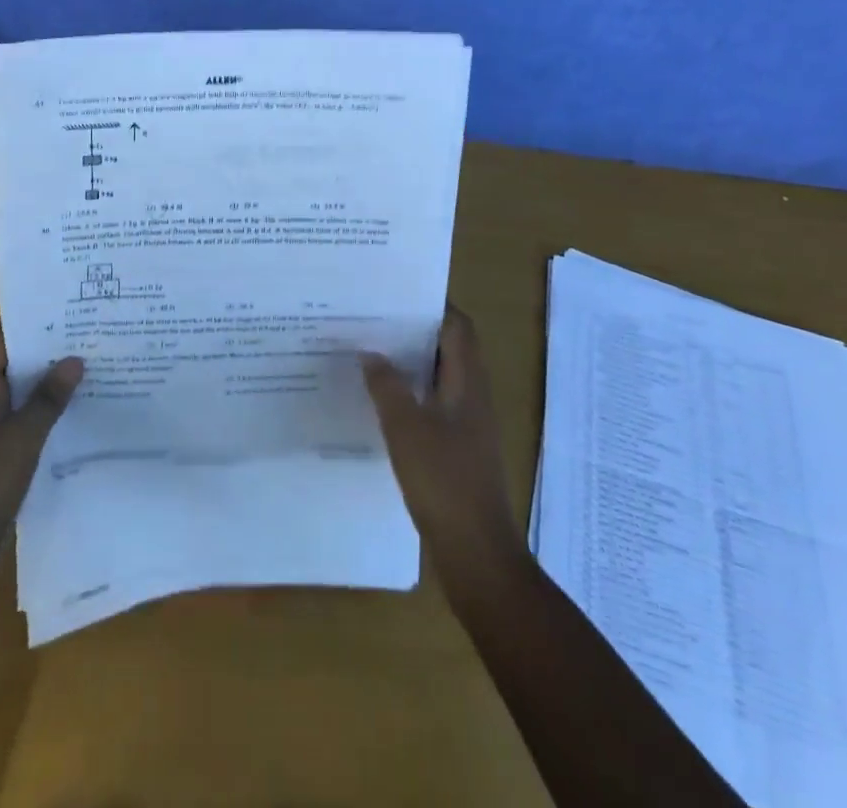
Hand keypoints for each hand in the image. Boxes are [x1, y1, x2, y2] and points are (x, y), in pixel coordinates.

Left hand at [0, 320, 82, 600]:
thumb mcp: (20, 441)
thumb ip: (48, 398)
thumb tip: (75, 359)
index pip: (0, 335)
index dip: (33, 317)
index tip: (72, 303)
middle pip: (11, 360)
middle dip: (49, 346)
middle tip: (94, 328)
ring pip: (19, 390)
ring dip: (50, 379)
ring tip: (96, 361)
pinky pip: (21, 418)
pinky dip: (46, 409)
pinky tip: (81, 407)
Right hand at [361, 303, 523, 601]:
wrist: (475, 552)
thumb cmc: (444, 481)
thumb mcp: (406, 428)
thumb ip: (387, 386)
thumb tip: (370, 352)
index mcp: (469, 383)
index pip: (458, 327)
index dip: (434, 306)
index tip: (397, 294)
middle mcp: (473, 397)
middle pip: (449, 349)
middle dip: (415, 331)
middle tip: (375, 319)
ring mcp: (467, 425)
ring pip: (439, 378)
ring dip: (411, 363)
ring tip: (370, 352)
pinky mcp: (457, 449)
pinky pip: (433, 406)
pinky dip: (410, 394)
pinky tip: (379, 402)